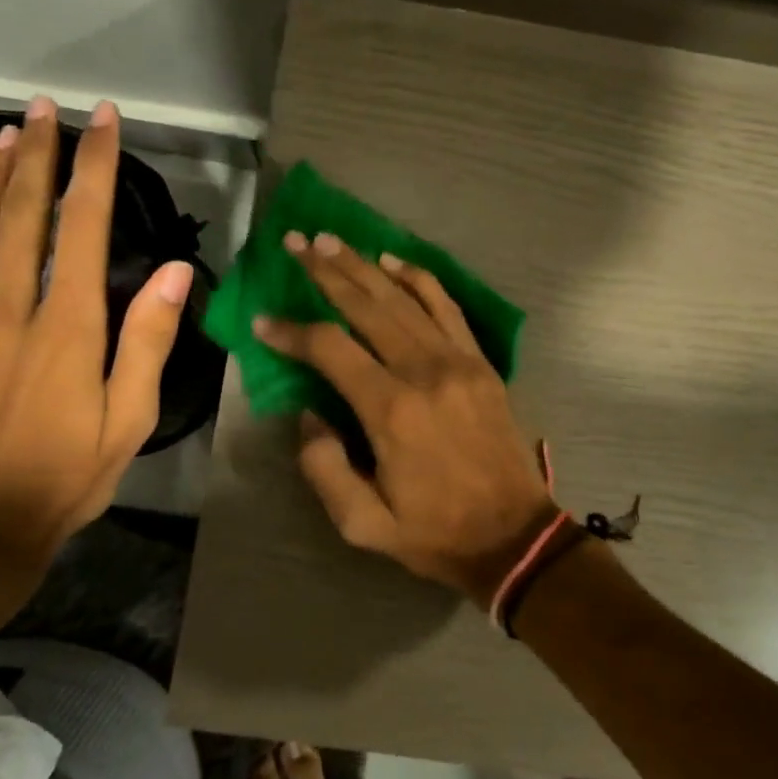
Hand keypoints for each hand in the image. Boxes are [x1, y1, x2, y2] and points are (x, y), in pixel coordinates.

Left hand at [0, 96, 192, 587]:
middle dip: (38, 153)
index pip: (82, 227)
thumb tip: (174, 273)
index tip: (103, 122)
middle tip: (48, 109)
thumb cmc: (67, 476)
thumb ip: (148, 342)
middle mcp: (7, 310)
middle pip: (20, 213)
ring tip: (5, 134)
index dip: (94, 168)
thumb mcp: (129, 419)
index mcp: (67, 328)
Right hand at [254, 233, 555, 607]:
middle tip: (295, 244)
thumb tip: (308, 415)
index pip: (330, 349)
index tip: (263, 322)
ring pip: (403, 298)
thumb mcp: (363, 524)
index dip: (292, 331)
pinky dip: (418, 278)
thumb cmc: (435, 533)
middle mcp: (424, 371)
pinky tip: (392, 260)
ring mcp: (458, 361)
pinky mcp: (480, 363)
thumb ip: (323, 467)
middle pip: (367, 305)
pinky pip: (446, 306)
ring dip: (364, 266)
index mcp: (390, 410)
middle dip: (325, 272)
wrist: (514, 537)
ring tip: (331, 241)